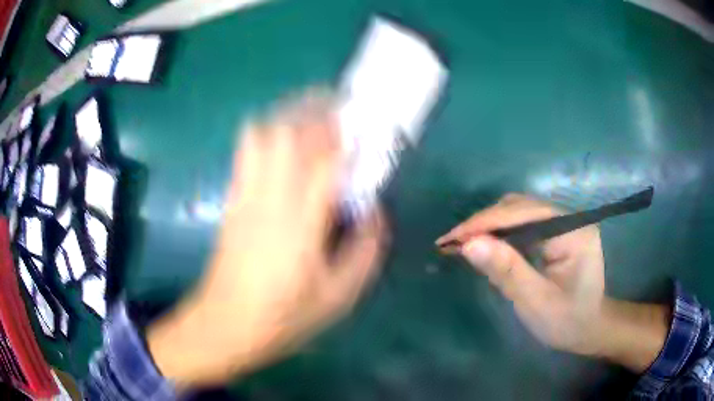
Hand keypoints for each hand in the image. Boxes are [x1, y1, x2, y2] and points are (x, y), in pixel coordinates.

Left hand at [147, 93, 387, 385]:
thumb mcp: (338, 297)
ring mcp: (245, 196)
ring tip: (312, 114)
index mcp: (300, 226)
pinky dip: (267, 131)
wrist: (225, 324)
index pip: (327, 164)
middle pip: (288, 135)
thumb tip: (376, 213)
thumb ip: (365, 252)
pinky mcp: (232, 200)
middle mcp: (269, 200)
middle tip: (340, 106)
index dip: (350, 139)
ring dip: (289, 116)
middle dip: (316, 111)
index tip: (368, 125)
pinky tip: (281, 137)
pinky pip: (246, 151)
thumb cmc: (283, 317)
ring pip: (263, 135)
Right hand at [437, 194, 605, 354]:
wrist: (588, 329)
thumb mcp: (536, 302)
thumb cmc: (567, 321)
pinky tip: (483, 245)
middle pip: (520, 207)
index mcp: (574, 231)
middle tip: (451, 243)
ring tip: (461, 244)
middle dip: (484, 223)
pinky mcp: (555, 232)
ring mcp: (562, 222)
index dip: (486, 223)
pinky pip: (521, 224)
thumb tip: (468, 244)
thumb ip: (507, 272)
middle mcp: (570, 217)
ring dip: (488, 226)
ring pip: (518, 212)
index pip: (525, 213)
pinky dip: (498, 233)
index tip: (451, 239)